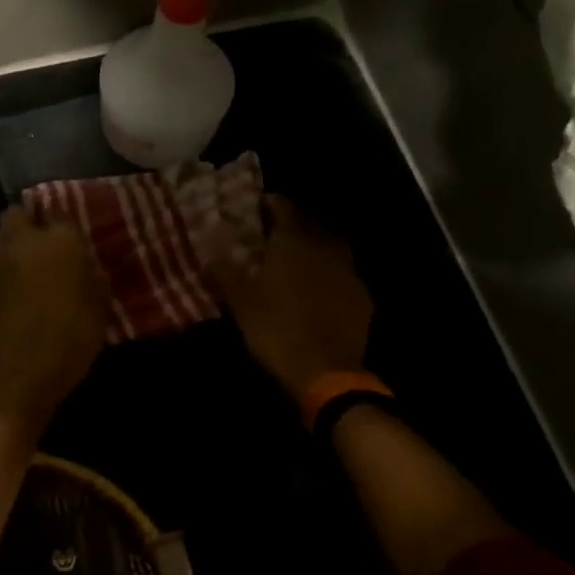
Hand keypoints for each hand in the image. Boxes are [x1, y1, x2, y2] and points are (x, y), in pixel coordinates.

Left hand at [0, 208, 108, 425]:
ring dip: (15, 240)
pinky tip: (26, 282)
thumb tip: (84, 263)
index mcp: (59, 239)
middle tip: (49, 237)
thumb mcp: (98, 303)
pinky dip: (10, 265)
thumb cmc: (73, 334)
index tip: (76, 232)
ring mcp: (1, 263)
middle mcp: (25, 242)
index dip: (67, 220)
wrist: (25, 370)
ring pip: (1, 234)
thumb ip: (90, 274)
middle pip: (17, 213)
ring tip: (36, 259)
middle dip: (30, 219)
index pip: (60, 209)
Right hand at [213, 196, 373, 398]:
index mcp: (294, 242)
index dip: (270, 203)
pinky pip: (344, 275)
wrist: (326, 371)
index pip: (284, 207)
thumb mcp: (240, 302)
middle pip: (310, 224)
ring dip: (315, 248)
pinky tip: (319, 290)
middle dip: (293, 224)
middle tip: (274, 232)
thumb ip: (225, 272)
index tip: (257, 205)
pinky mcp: (363, 297)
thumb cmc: (276, 329)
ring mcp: (349, 272)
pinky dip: (330, 275)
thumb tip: (211, 254)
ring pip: (331, 248)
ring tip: (297, 259)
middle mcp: (325, 248)